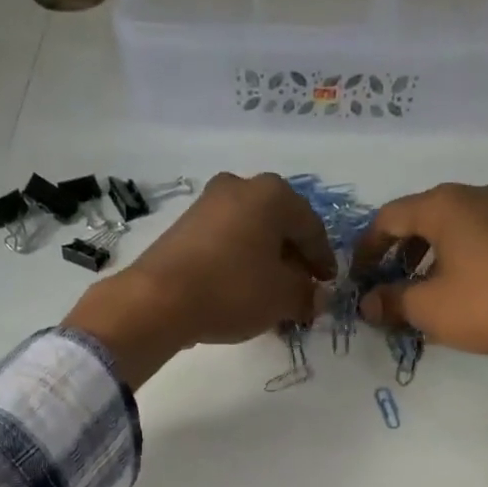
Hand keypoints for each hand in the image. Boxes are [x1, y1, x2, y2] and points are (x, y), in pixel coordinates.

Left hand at [64, 173, 334, 387]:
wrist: (159, 300)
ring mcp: (208, 204)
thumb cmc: (233, 289)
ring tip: (273, 298)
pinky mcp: (184, 226)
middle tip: (302, 293)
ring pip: (252, 235)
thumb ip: (307, 295)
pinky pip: (227, 243)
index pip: (311, 227)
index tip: (328, 285)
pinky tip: (243, 292)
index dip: (323, 260)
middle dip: (293, 262)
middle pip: (279, 227)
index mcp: (272, 194)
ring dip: (267, 265)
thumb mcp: (282, 297)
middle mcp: (240, 186)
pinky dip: (241, 264)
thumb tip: (318, 298)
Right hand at [357, 182, 487, 422]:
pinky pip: (473, 232)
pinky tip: (454, 283)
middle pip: (419, 217)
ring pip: (448, 224)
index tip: (359, 278)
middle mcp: (472, 194)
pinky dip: (453, 253)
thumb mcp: (428, 308)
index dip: (367, 249)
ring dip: (425, 253)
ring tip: (419, 287)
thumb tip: (367, 303)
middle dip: (397, 251)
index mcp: (443, 205)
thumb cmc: (484, 302)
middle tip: (387, 282)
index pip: (388, 218)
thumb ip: (391, 301)